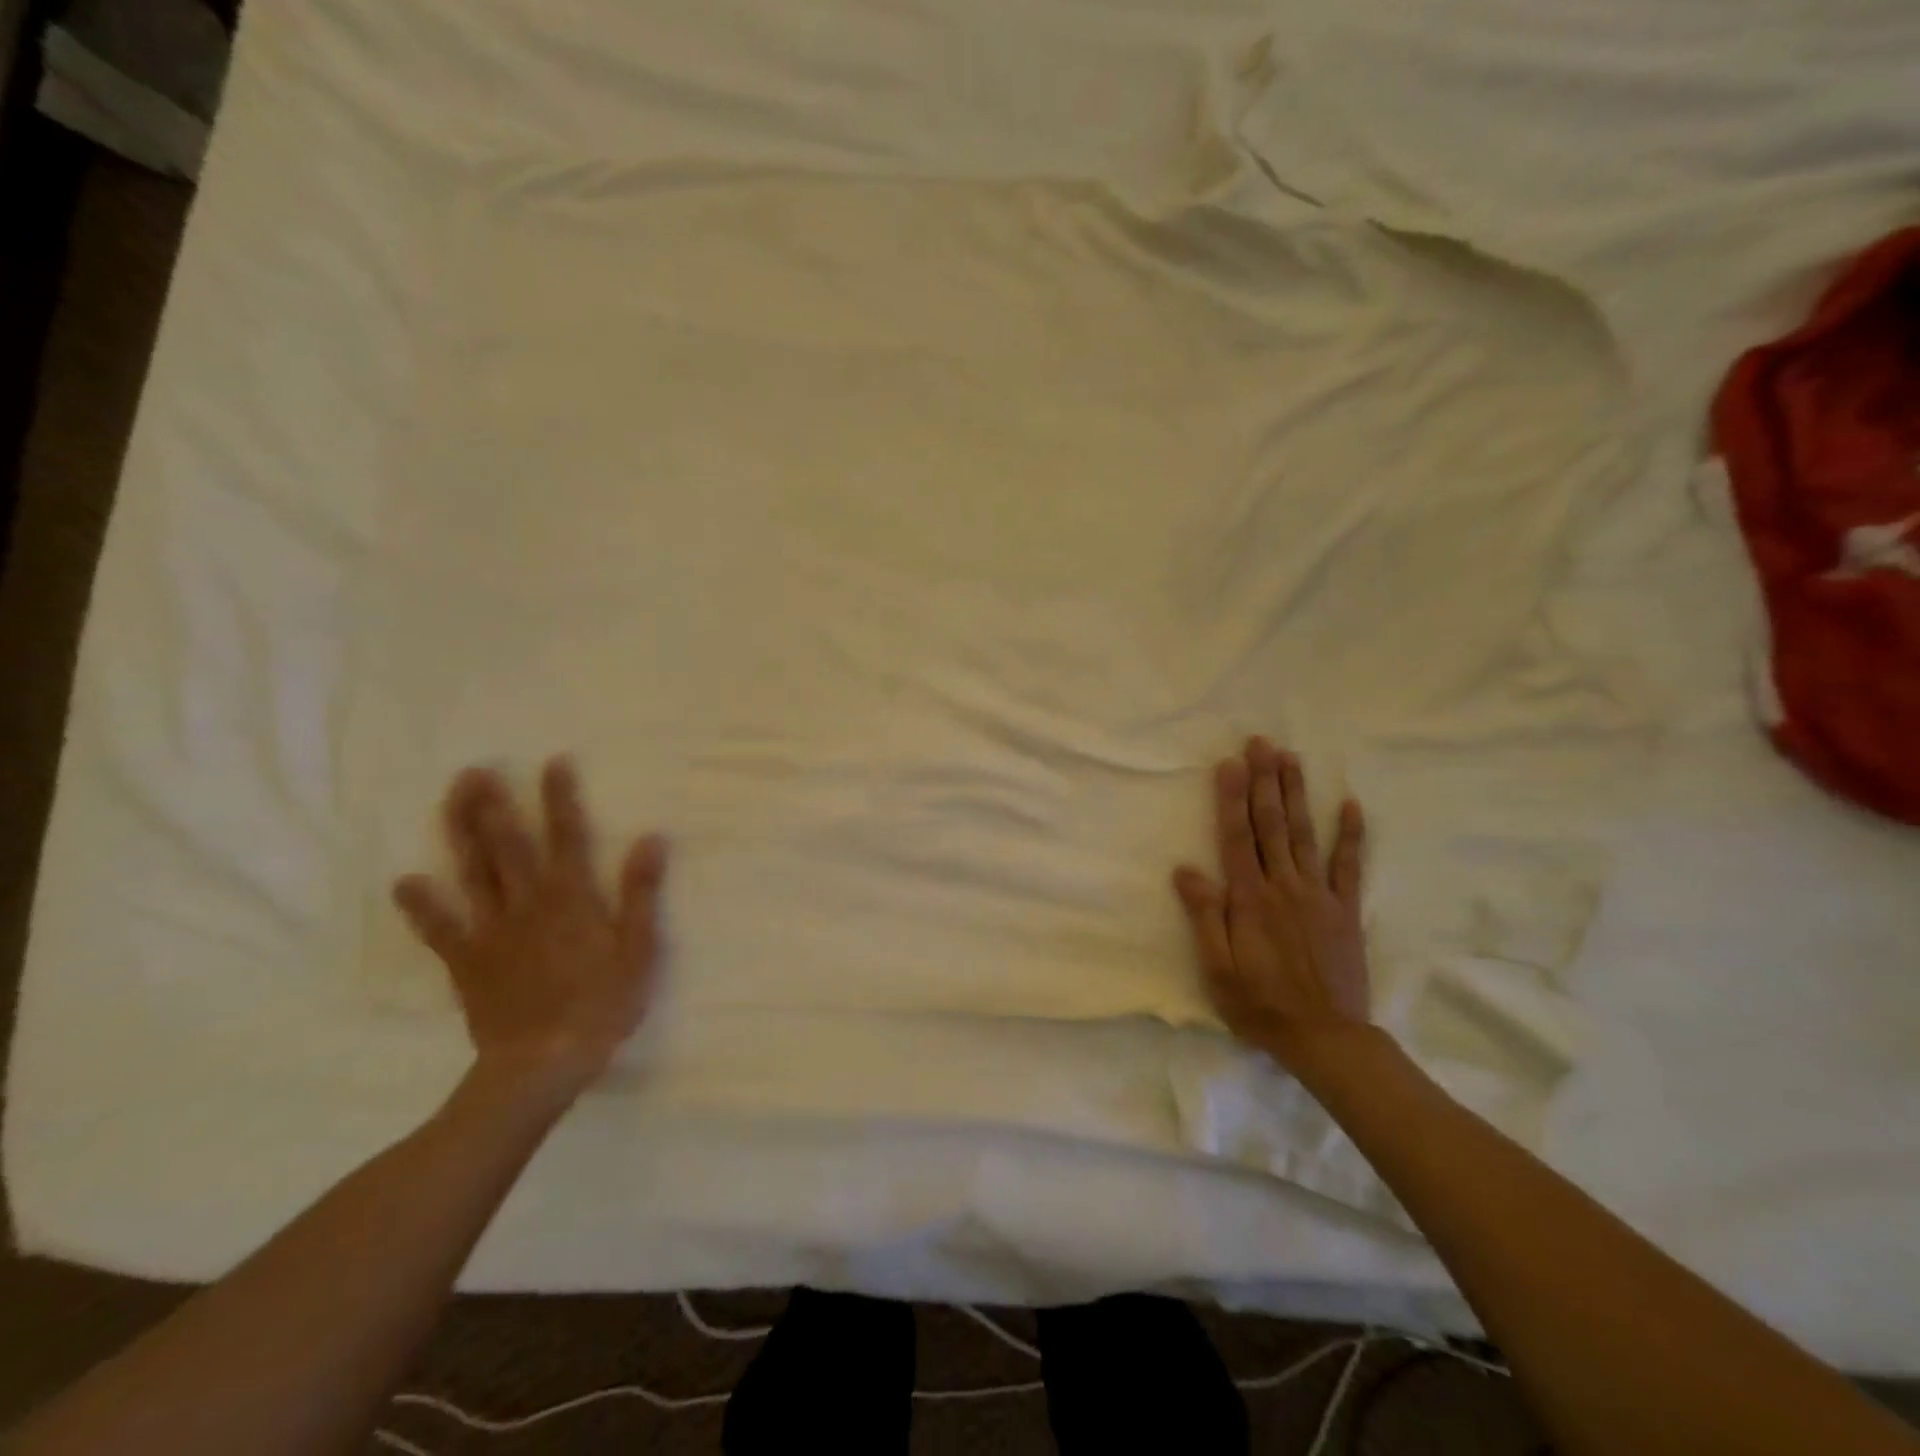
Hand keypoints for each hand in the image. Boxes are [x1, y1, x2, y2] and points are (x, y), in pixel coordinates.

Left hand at [393, 758, 668, 1092]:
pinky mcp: (467, 960)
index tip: (553, 763)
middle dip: (492, 805)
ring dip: (460, 833)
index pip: (567, 836)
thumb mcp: (639, 949)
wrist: (543, 1062)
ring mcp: (492, 930)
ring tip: (452, 800)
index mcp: (572, 897)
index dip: (560, 798)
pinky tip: (405, 882)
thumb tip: (650, 840)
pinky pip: (440, 928)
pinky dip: (422, 905)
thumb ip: (641, 893)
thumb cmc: (603, 1004)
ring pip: (472, 872)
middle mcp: (528, 902)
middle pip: (507, 845)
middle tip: (475, 770)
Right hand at [1172, 737, 1369, 1068]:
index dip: (1232, 798)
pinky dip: (1352, 834)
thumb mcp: (1217, 968)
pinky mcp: (1344, 910)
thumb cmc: (1260, 1004)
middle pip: (1272, 824)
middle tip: (1262, 742)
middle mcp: (1284, 886)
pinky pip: (1349, 866)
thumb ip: (1205, 916)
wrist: (1326, 1038)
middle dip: (1264, 781)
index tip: (1230, 762)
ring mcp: (1318, 895)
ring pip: (1306, 834)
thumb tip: (1186, 869)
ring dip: (1297, 793)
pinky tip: (1351, 804)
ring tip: (1291, 758)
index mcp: (1250, 899)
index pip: (1237, 837)